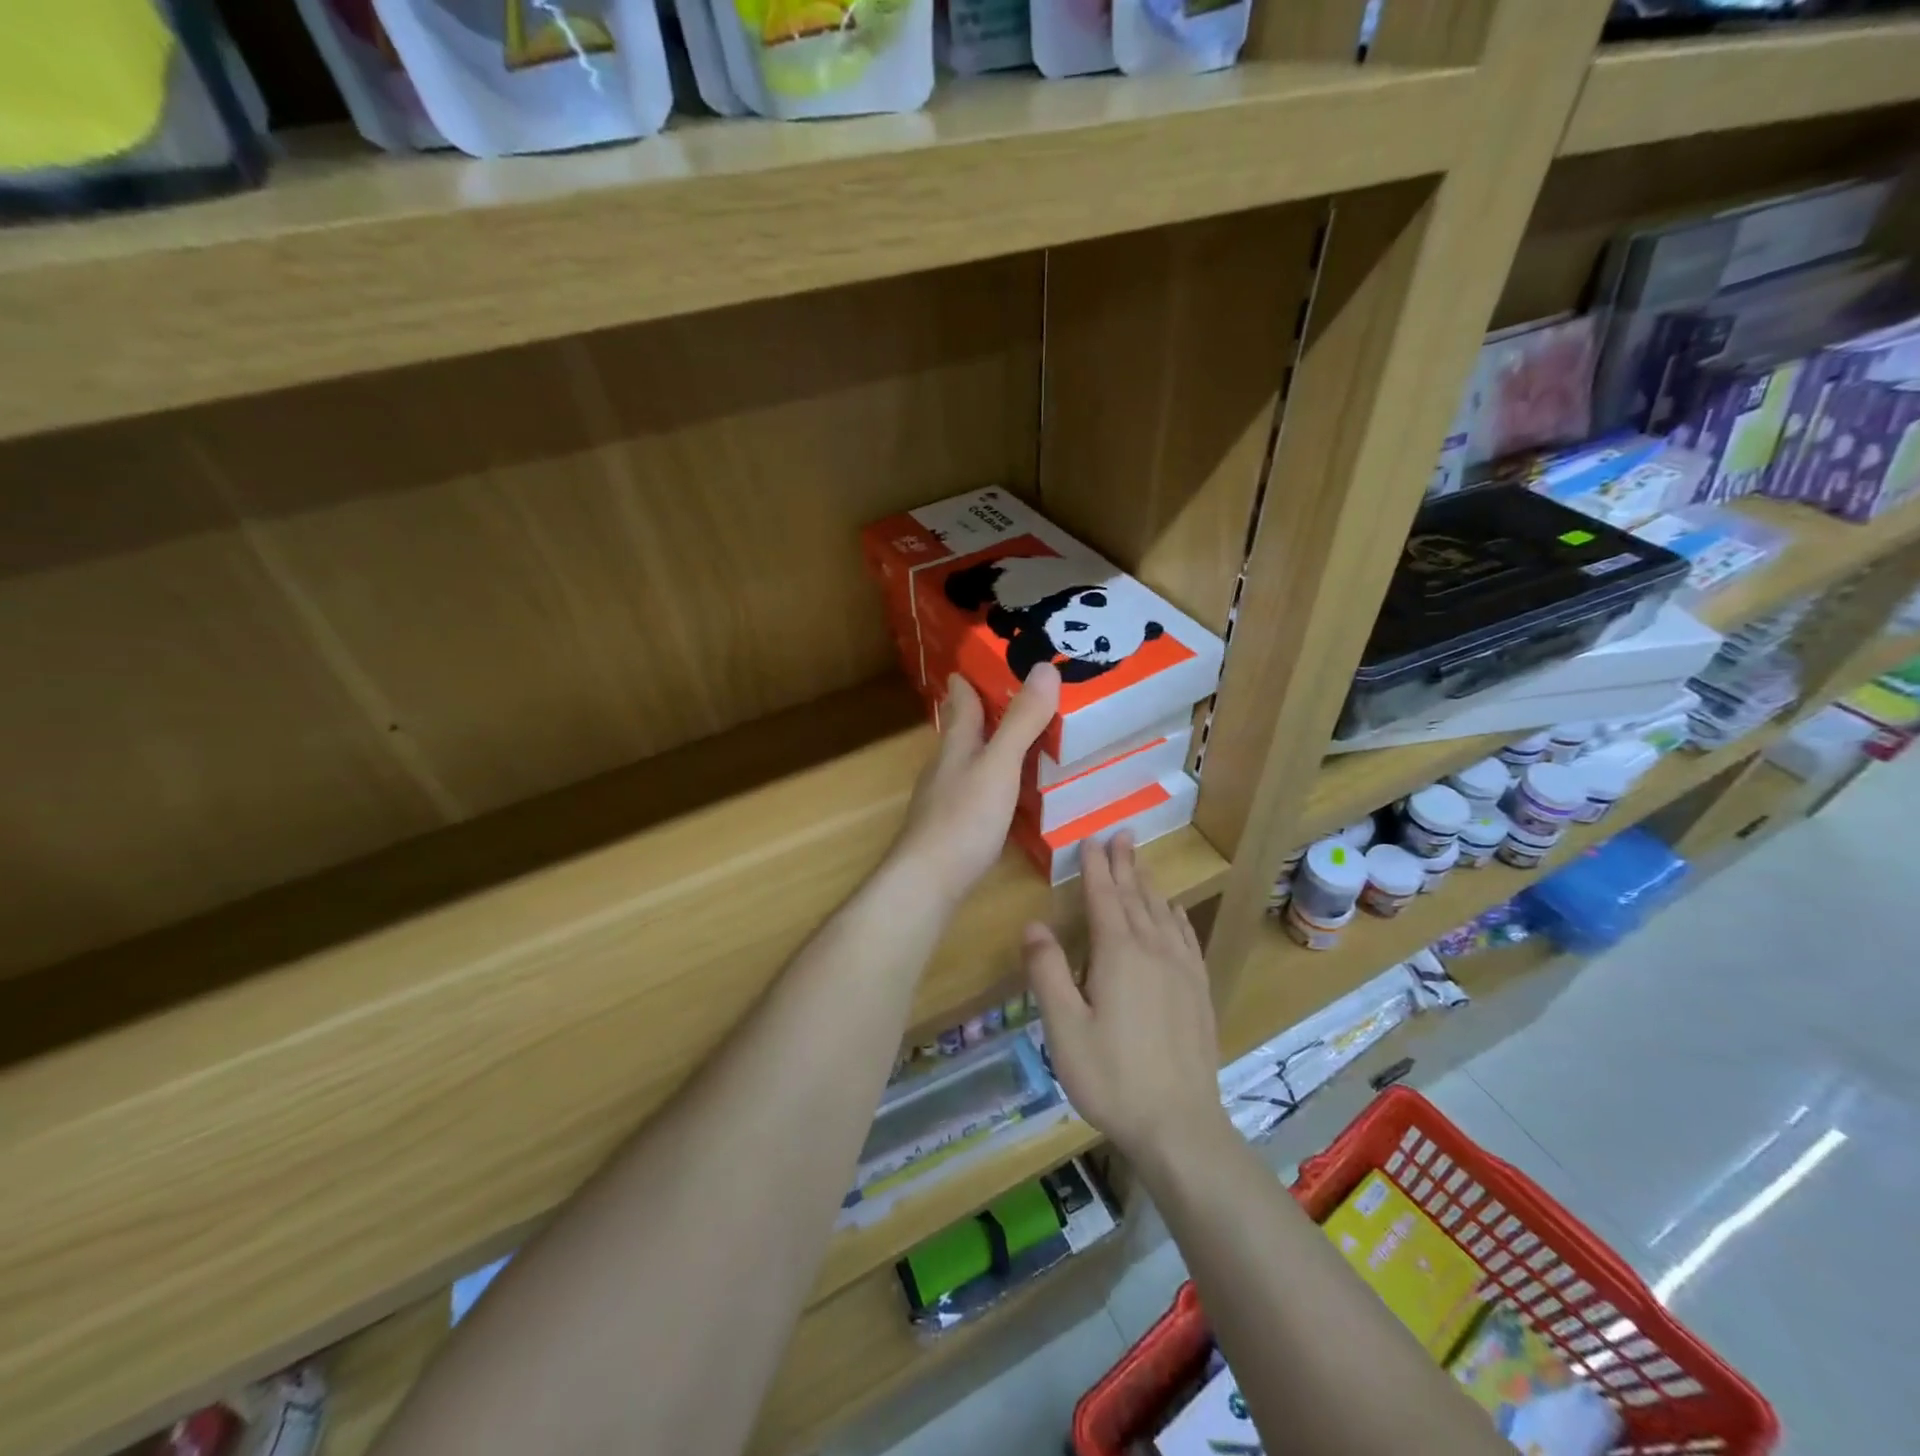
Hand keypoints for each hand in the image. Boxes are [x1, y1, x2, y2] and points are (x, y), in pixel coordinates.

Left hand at [888, 664, 1060, 905]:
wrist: (928, 881)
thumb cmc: (963, 818)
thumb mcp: (999, 765)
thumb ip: (1021, 722)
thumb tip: (1045, 667)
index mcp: (956, 744)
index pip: (962, 700)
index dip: (971, 678)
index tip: (988, 657)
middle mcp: (947, 765)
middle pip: (964, 729)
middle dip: (985, 710)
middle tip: (1021, 694)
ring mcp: (947, 798)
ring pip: (971, 761)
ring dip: (993, 746)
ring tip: (1025, 738)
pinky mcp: (955, 827)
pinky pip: (979, 791)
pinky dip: (997, 782)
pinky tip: (1013, 792)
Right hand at [1025, 835, 1227, 1164]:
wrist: (1179, 1125)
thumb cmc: (1111, 1077)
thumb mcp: (1064, 1027)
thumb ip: (1047, 972)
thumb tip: (1034, 924)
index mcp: (1118, 954)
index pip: (1104, 897)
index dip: (1096, 867)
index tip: (1091, 839)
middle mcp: (1153, 951)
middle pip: (1136, 897)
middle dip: (1125, 865)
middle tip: (1121, 835)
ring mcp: (1182, 971)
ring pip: (1162, 913)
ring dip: (1149, 885)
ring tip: (1141, 863)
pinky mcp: (1198, 992)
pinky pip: (1186, 938)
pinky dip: (1176, 916)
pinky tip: (1174, 912)